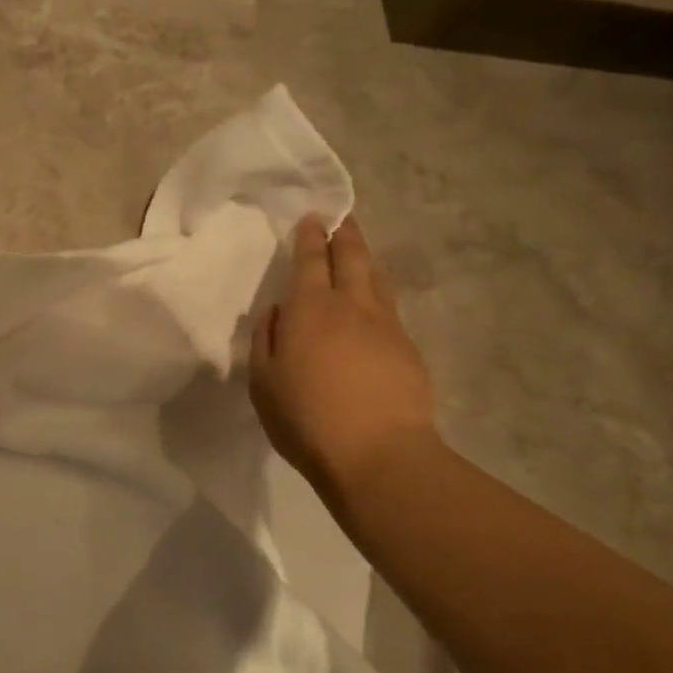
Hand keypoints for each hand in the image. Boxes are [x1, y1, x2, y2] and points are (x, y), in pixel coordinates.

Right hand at [249, 214, 437, 488]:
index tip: (312, 218)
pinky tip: (375, 303)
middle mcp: (351, 306)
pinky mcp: (408, 349)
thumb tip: (277, 312)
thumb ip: (266, 340)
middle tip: (341, 218)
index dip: (310, 237)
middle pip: (352, 257)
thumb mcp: (264, 383)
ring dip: (366, 258)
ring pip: (377, 278)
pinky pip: (390, 307)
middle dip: (345, 233)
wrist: (378, 455)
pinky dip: (379, 293)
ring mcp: (386, 326)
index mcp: (310, 310)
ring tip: (360, 251)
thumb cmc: (307, 419)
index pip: (310, 260)